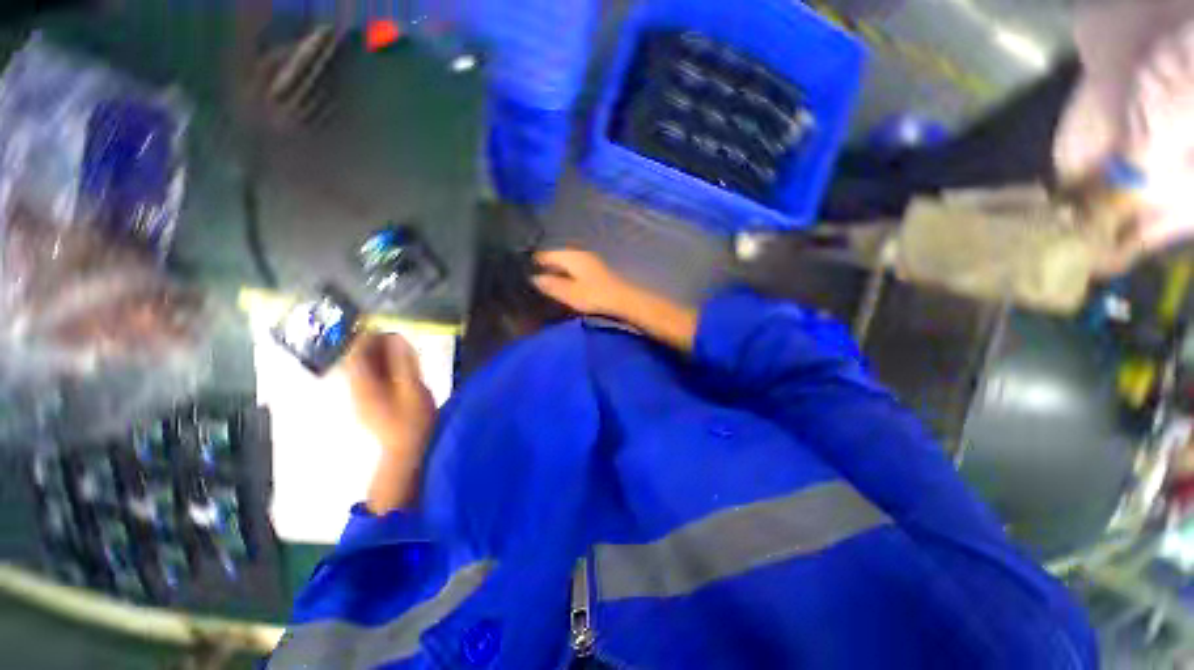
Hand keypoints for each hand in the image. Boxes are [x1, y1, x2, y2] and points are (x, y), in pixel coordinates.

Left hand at [345, 332, 435, 451]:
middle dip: (372, 345)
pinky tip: (396, 371)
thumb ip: (404, 362)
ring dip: (377, 357)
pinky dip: (380, 369)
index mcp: (363, 384)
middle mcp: (355, 390)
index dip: (366, 337)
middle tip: (395, 337)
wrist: (405, 451)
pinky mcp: (367, 406)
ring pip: (362, 371)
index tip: (384, 327)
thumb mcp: (412, 388)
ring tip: (398, 350)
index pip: (354, 353)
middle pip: (355, 361)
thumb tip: (397, 338)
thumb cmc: (412, 420)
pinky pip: (368, 380)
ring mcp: (359, 400)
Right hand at [531, 249, 636, 316]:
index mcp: (570, 256)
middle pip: (556, 256)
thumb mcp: (569, 293)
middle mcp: (579, 253)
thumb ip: (550, 285)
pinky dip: (567, 274)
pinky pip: (574, 268)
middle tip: (533, 280)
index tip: (524, 273)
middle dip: (545, 266)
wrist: (623, 300)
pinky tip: (564, 284)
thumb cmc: (594, 296)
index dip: (534, 262)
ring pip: (566, 262)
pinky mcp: (595, 269)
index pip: (546, 253)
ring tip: (546, 284)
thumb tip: (533, 278)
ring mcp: (588, 260)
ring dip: (556, 271)